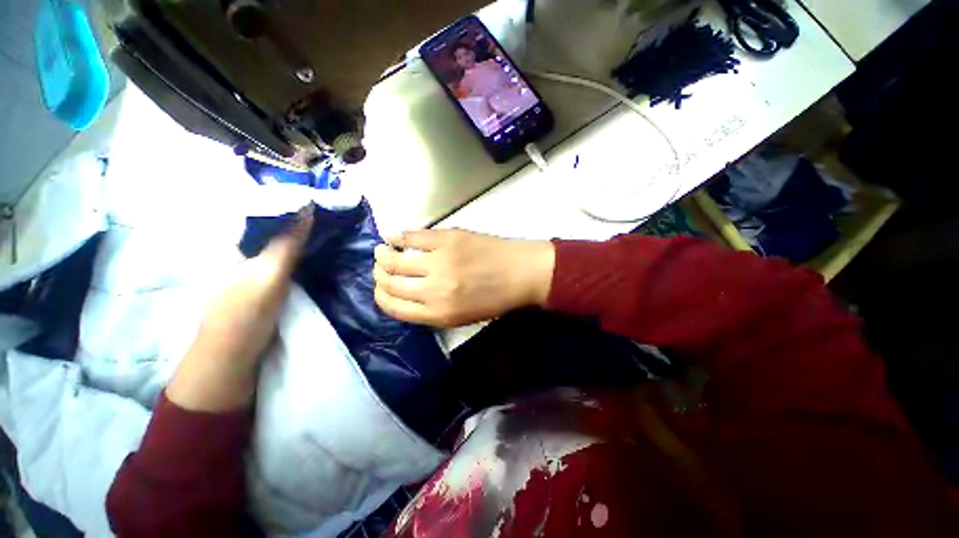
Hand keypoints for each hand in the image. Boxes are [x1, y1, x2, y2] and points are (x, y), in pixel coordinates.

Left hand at [167, 207, 312, 411]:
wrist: (234, 354)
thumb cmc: (244, 313)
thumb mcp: (267, 275)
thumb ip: (286, 243)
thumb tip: (307, 207)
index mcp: (232, 239)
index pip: (260, 205)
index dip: (287, 196)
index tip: (316, 190)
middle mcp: (241, 244)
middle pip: (272, 218)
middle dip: (298, 210)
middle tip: (329, 203)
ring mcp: (253, 260)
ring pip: (280, 234)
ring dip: (301, 226)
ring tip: (327, 216)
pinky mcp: (265, 274)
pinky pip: (284, 250)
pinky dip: (300, 244)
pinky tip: (316, 241)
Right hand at [373, 229, 554, 327]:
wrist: (521, 273)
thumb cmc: (495, 299)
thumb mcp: (462, 317)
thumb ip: (431, 311)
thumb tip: (404, 295)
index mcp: (438, 313)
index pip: (394, 307)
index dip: (381, 297)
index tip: (380, 289)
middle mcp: (434, 289)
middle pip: (390, 282)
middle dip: (379, 276)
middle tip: (380, 268)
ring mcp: (440, 260)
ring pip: (395, 258)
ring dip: (382, 255)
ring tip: (382, 251)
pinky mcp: (448, 238)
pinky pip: (413, 236)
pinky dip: (398, 236)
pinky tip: (394, 237)